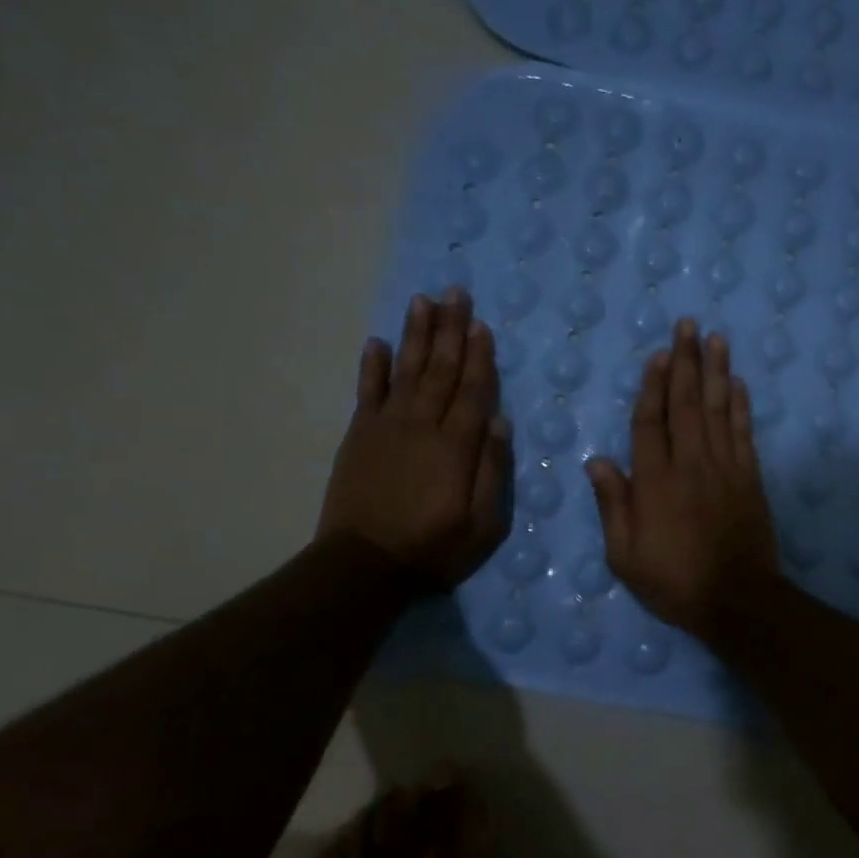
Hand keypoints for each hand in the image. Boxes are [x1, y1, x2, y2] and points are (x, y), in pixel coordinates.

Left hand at [318, 289, 511, 585]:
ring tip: (423, 301)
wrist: (364, 565)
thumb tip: (499, 422)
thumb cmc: (434, 547)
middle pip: (440, 369)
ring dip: (416, 335)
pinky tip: (378, 342)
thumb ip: (493, 471)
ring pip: (407, 370)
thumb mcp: (483, 524)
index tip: (482, 325)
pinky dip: (373, 366)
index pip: (473, 390)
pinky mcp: (359, 436)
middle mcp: (422, 425)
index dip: (479, 356)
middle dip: (450, 330)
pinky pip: (367, 392)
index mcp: (456, 446)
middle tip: (456, 292)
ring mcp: (386, 427)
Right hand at [586, 319, 780, 640]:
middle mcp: (690, 464)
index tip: (658, 354)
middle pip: (686, 404)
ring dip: (716, 371)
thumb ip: (613, 505)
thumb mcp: (625, 555)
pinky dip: (741, 406)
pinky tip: (738, 383)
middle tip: (688, 325)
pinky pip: (744, 433)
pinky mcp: (750, 477)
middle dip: (686, 362)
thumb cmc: (673, 581)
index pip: (650, 422)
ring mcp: (725, 468)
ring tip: (716, 338)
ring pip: (718, 409)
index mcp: (655, 481)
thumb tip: (597, 461)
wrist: (737, 600)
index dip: (652, 386)